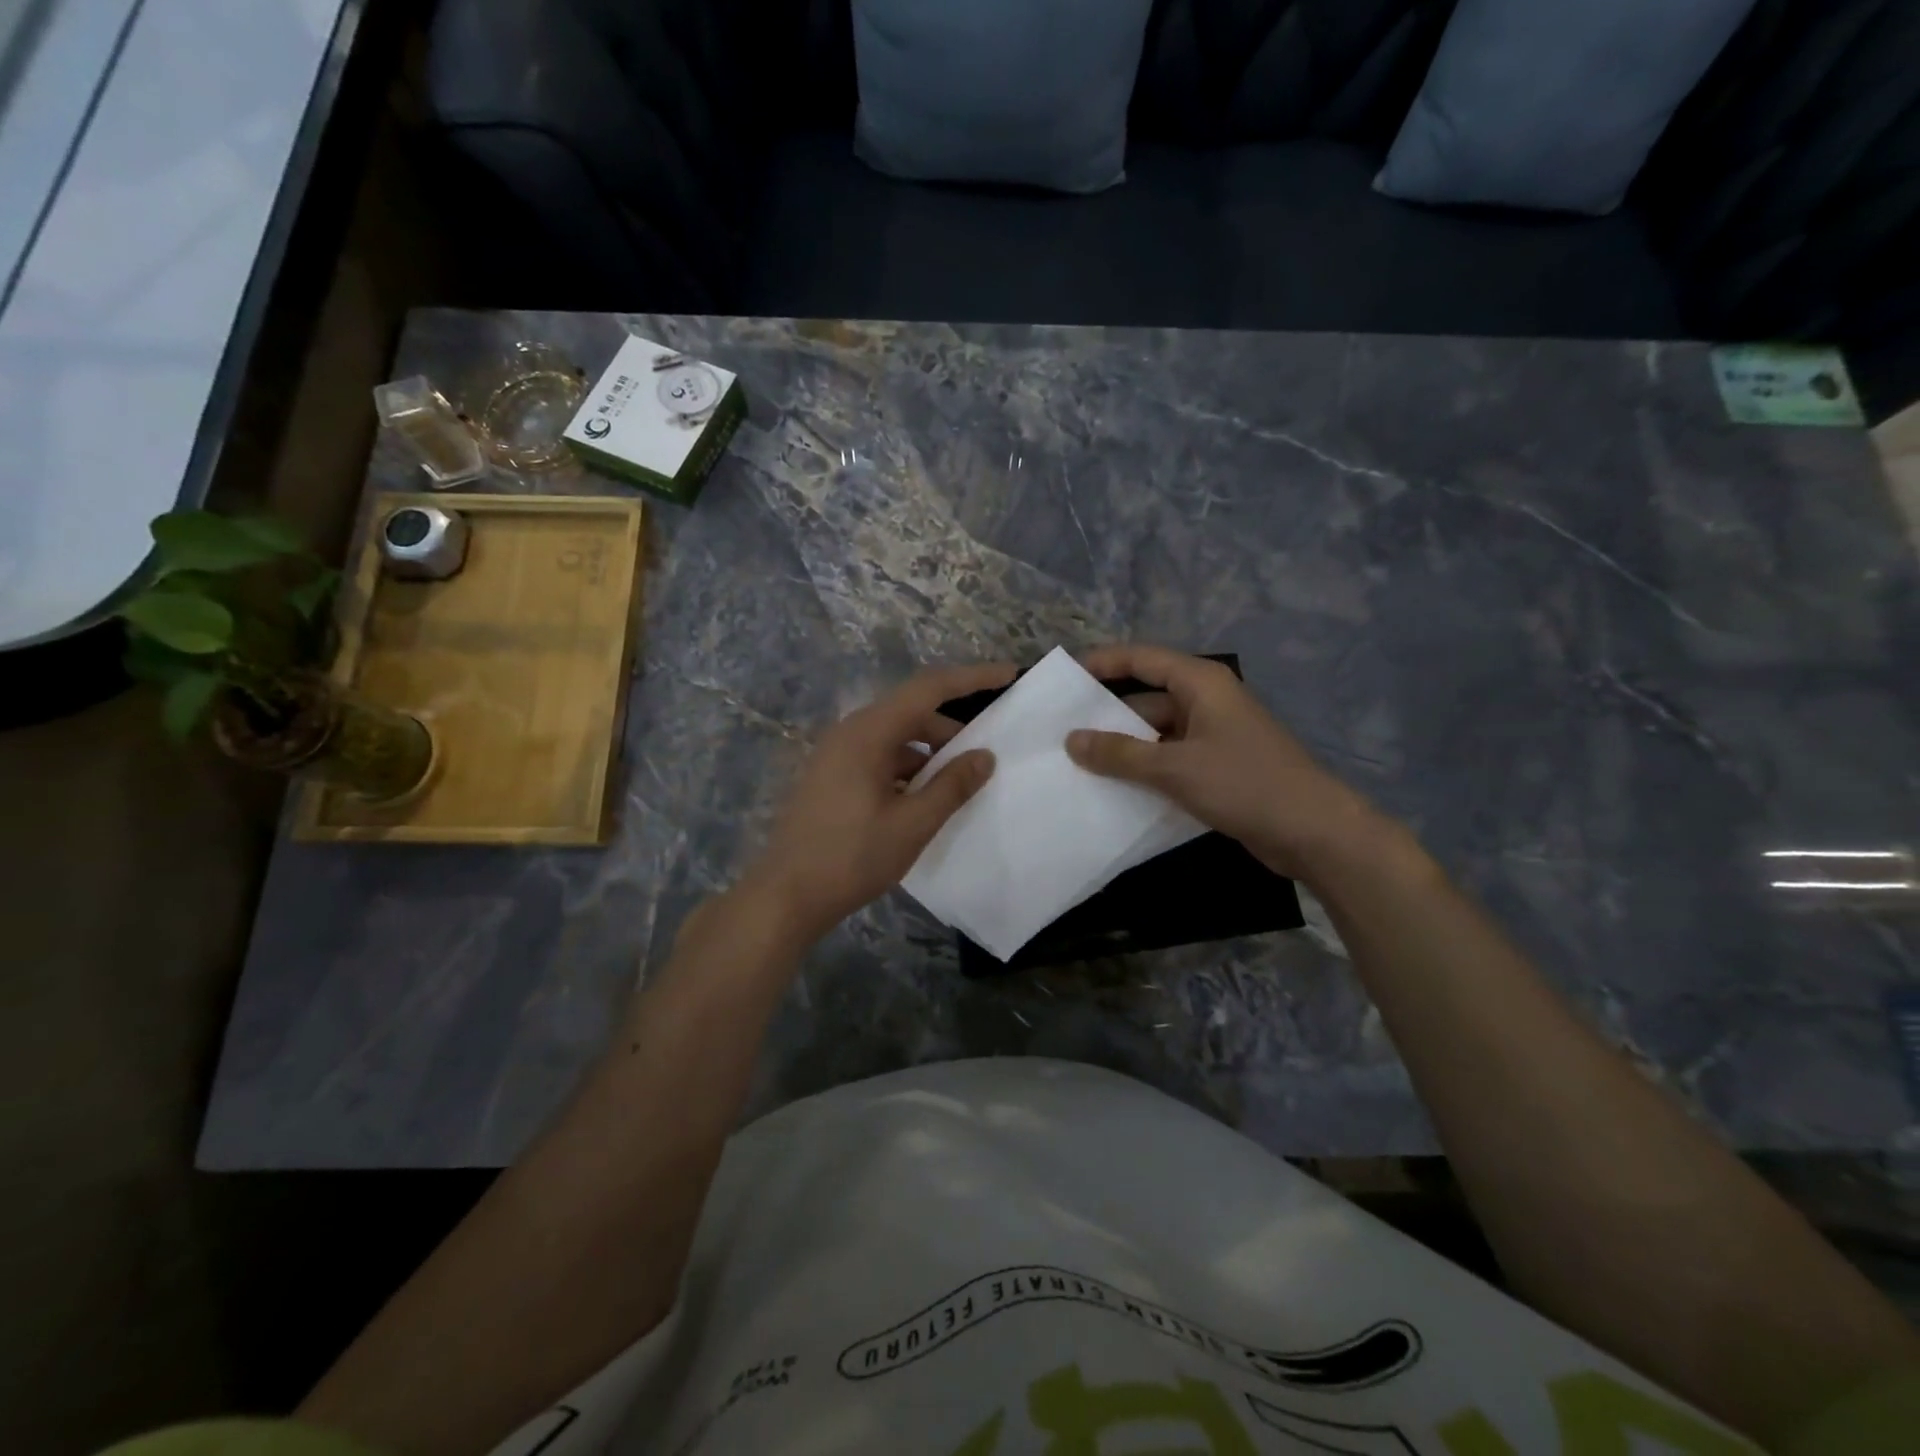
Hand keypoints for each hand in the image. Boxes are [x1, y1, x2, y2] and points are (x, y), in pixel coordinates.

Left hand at [747, 661, 1015, 943]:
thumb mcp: (912, 824)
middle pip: (911, 711)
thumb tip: (985, 756)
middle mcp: (850, 732)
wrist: (786, 896)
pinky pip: (879, 757)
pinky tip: (924, 798)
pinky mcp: (832, 775)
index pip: (928, 688)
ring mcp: (836, 754)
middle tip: (987, 751)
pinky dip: (908, 768)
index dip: (972, 678)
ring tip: (960, 781)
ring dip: (930, 751)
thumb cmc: (851, 857)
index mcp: (868, 733)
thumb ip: (952, 786)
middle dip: (952, 727)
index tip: (1008, 674)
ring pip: (895, 737)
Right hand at [1065, 644, 1390, 880]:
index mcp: (1201, 683)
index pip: (1142, 659)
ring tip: (1076, 762)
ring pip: (1156, 733)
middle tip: (1060, 730)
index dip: (1102, 663)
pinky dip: (1144, 769)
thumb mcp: (1174, 767)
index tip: (1064, 677)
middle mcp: (1206, 701)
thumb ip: (1120, 753)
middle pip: (1146, 698)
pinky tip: (1113, 787)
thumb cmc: (1244, 784)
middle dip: (1106, 714)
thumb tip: (1071, 740)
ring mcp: (1213, 735)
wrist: (1313, 831)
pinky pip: (1170, 759)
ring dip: (1123, 747)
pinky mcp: (1217, 767)